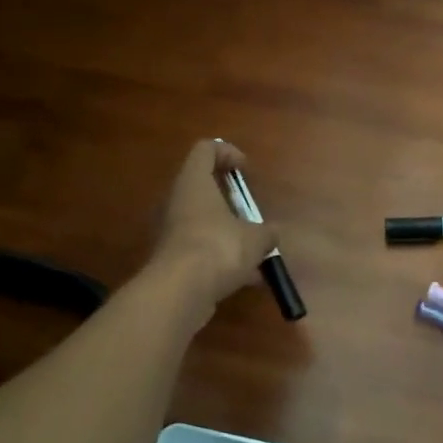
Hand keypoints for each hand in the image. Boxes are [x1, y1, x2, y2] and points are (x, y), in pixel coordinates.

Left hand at [147, 139, 279, 315]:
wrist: (179, 292)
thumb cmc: (219, 248)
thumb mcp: (255, 239)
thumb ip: (266, 233)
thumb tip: (271, 234)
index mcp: (194, 183)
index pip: (205, 150)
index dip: (227, 153)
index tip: (246, 170)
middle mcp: (177, 201)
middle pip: (202, 188)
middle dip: (231, 201)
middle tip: (251, 214)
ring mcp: (171, 231)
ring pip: (203, 222)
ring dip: (229, 233)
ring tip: (256, 253)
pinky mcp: (172, 259)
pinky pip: (201, 249)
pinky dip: (222, 258)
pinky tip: (247, 279)